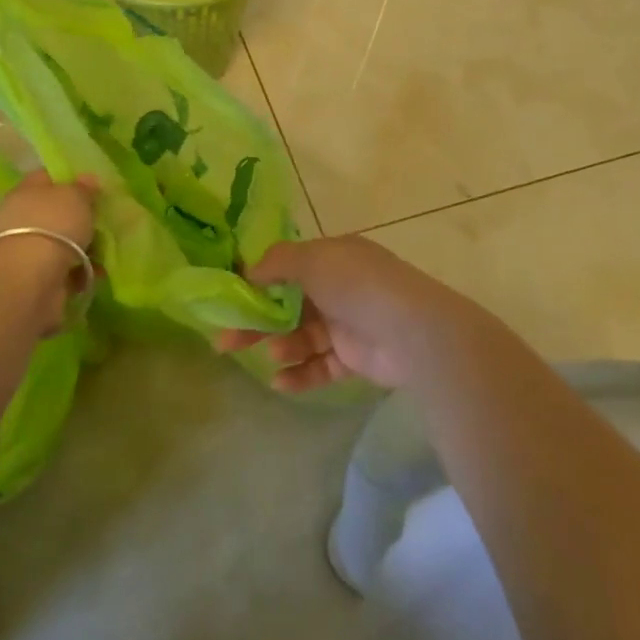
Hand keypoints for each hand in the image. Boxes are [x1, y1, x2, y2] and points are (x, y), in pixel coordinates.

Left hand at [0, 171, 98, 334]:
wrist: (32, 278)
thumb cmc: (54, 225)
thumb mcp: (75, 196)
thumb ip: (83, 188)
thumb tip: (87, 179)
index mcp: (26, 191)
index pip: (47, 178)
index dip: (70, 179)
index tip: (94, 188)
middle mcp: (22, 218)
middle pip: (56, 212)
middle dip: (80, 218)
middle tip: (104, 221)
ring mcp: (28, 249)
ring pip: (62, 242)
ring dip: (84, 247)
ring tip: (106, 251)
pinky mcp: (36, 277)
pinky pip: (65, 268)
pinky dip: (81, 270)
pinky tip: (98, 273)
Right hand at [217, 236, 490, 392]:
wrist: (413, 331)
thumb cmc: (358, 286)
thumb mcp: (313, 259)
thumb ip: (277, 262)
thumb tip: (248, 271)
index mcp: (334, 258)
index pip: (289, 267)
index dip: (259, 282)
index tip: (230, 300)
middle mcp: (339, 288)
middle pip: (289, 305)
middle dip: (257, 322)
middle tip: (226, 340)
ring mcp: (348, 324)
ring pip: (301, 337)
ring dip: (281, 345)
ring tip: (270, 354)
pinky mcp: (355, 359)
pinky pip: (320, 366)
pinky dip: (300, 373)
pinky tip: (280, 381)